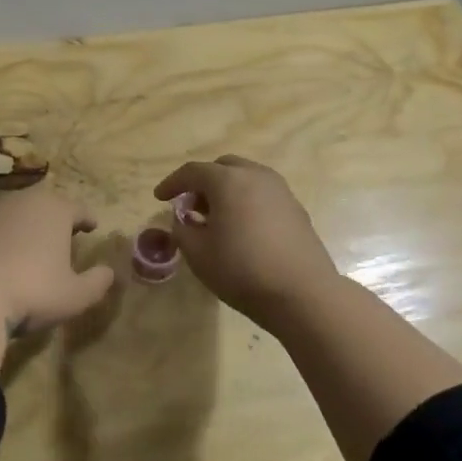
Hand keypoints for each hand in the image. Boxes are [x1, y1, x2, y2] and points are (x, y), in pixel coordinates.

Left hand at [0, 186, 115, 372]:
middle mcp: (22, 202)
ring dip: (24, 229)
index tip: (92, 226)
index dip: (88, 219)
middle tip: (62, 237)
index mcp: (55, 210)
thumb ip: (97, 282)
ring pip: (14, 216)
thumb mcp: (74, 296)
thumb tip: (109, 272)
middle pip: (45, 206)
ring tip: (29, 249)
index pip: (79, 209)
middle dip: (55, 219)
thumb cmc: (30, 292)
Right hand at [153, 156, 339, 325]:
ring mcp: (281, 190)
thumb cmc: (241, 270)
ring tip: (215, 218)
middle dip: (202, 183)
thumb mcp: (198, 254)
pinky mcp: (296, 208)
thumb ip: (183, 229)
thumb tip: (184, 219)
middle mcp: (256, 176)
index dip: (172, 183)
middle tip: (190, 207)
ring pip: (246, 178)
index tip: (159, 198)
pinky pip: (262, 194)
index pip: (192, 172)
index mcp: (228, 181)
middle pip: (222, 168)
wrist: (302, 293)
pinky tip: (241, 228)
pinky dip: (246, 201)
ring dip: (226, 191)